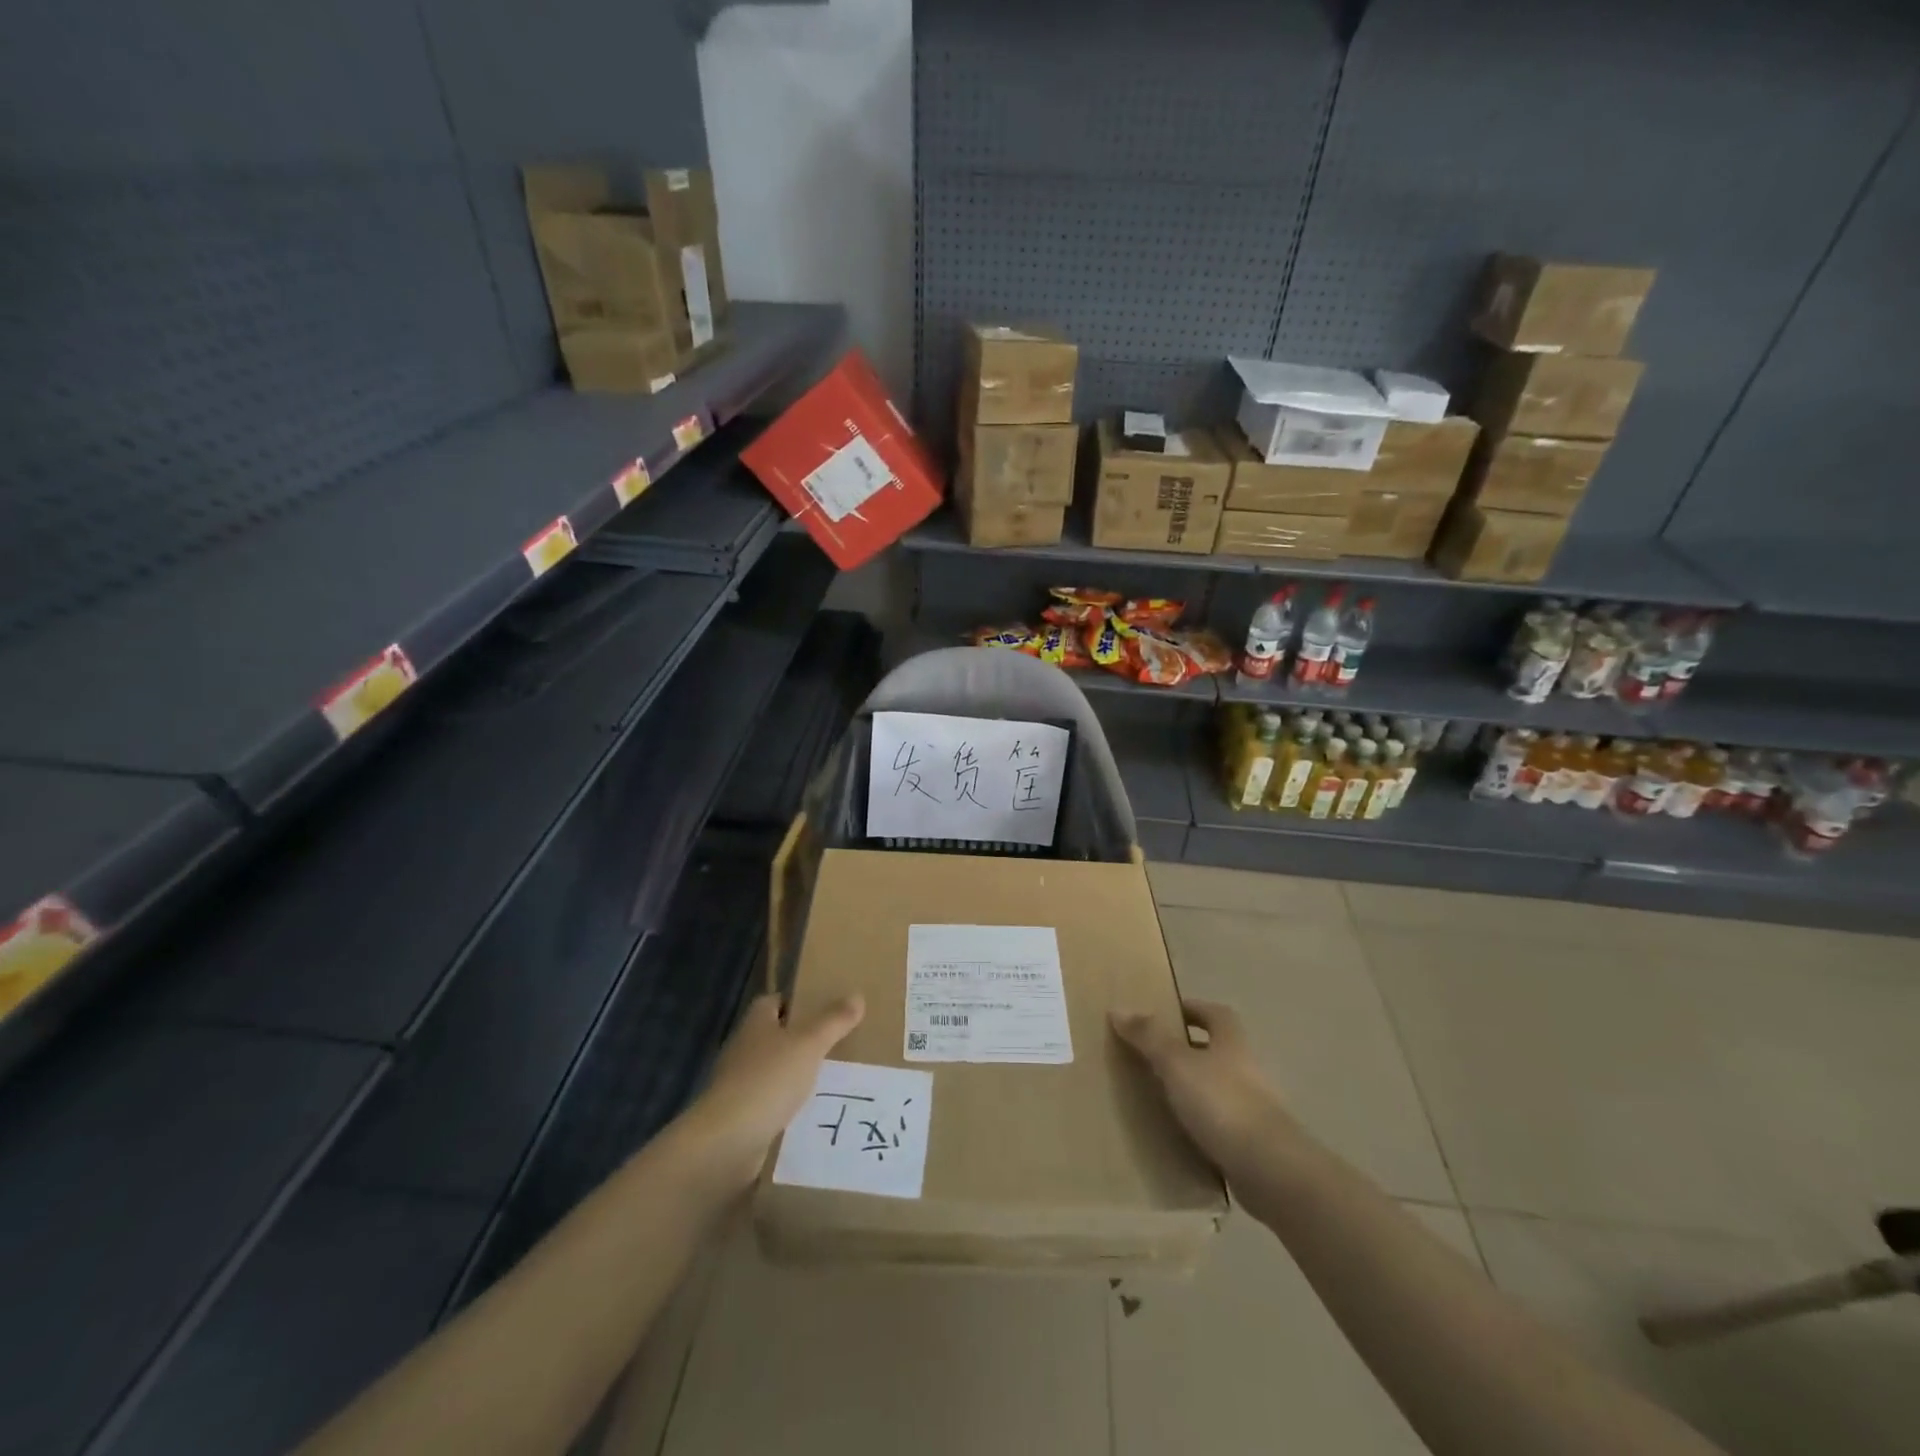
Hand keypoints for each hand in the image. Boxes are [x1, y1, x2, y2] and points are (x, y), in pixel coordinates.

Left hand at [679, 992, 864, 1189]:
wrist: (727, 1143)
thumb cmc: (768, 1080)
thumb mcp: (809, 1044)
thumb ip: (833, 1021)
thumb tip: (857, 996)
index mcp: (756, 1024)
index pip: (774, 1002)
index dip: (796, 1002)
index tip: (824, 1007)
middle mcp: (744, 1050)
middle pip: (775, 1037)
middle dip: (803, 1041)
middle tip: (840, 1044)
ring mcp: (740, 1086)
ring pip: (776, 1073)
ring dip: (798, 1077)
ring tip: (836, 1081)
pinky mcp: (742, 1119)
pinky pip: (773, 1106)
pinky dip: (791, 1109)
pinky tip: (816, 1115)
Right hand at [1111, 999, 1292, 1174]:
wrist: (1270, 1170)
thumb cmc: (1222, 1102)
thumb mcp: (1177, 1063)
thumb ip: (1148, 1036)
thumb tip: (1118, 1009)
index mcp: (1232, 1042)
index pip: (1215, 1014)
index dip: (1192, 1009)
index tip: (1163, 1015)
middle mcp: (1246, 1069)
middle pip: (1214, 1051)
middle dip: (1185, 1052)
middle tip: (1148, 1057)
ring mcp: (1252, 1109)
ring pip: (1214, 1089)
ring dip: (1189, 1090)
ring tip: (1153, 1097)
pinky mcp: (1250, 1144)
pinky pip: (1217, 1126)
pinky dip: (1197, 1126)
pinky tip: (1174, 1136)